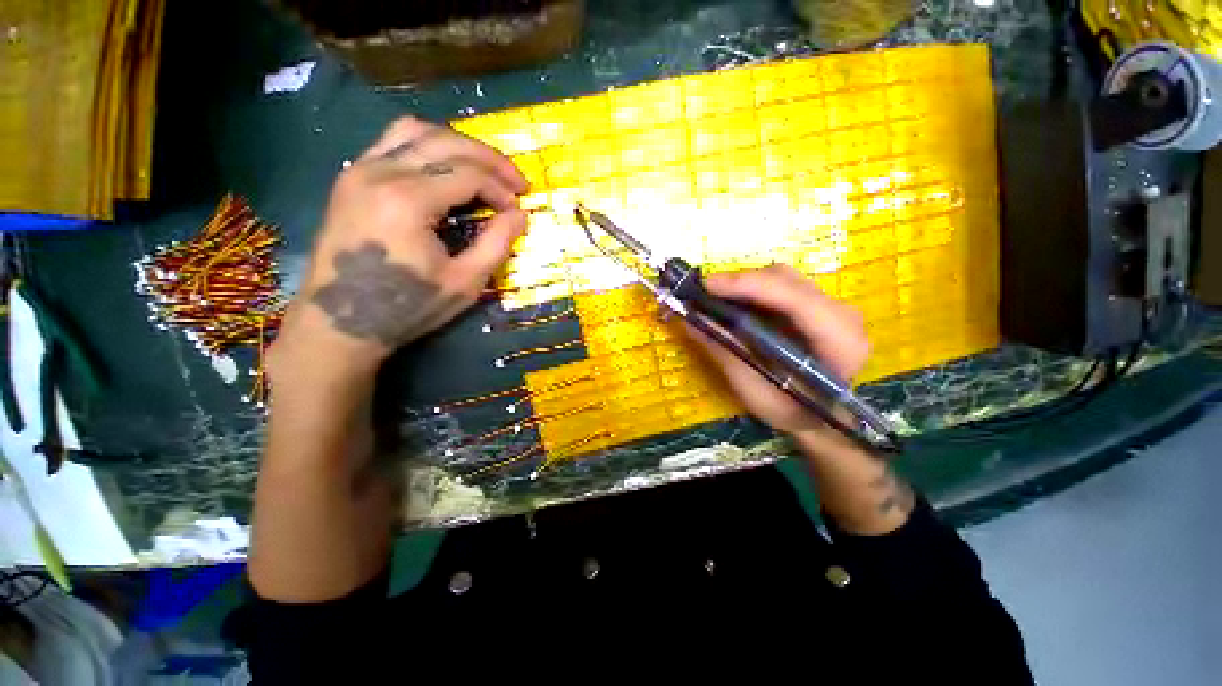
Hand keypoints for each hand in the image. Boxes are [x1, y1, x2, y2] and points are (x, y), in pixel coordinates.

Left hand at [271, 117, 527, 378]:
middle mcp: (380, 172)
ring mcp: (359, 170)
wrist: (340, 323)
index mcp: (408, 201)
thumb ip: (496, 244)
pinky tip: (445, 169)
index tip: (519, 209)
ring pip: (416, 131)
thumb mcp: (464, 283)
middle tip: (515, 181)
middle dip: (489, 159)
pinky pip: (393, 143)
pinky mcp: (350, 178)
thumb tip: (521, 216)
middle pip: (446, 142)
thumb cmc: (407, 308)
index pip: (469, 174)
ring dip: (458, 144)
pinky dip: (427, 147)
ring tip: (484, 169)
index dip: (501, 189)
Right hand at [687, 264, 868, 438]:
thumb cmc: (791, 412)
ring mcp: (830, 306)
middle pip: (786, 280)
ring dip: (743, 285)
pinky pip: (779, 286)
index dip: (749, 286)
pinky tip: (731, 303)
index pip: (795, 299)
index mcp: (840, 341)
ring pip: (781, 278)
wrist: (822, 418)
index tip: (707, 286)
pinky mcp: (816, 304)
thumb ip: (724, 353)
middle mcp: (842, 315)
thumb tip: (688, 321)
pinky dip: (750, 290)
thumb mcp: (754, 391)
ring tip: (713, 298)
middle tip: (702, 294)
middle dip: (740, 283)